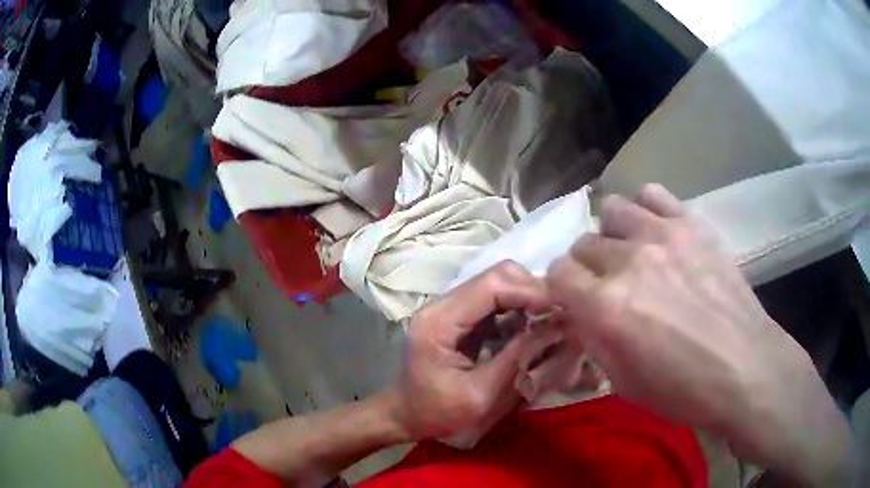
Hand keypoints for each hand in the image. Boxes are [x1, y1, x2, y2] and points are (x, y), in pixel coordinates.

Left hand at [394, 261, 548, 440]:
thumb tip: (554, 328)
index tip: (562, 309)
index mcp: (439, 321)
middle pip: (496, 277)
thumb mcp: (480, 395)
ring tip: (551, 322)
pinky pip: (495, 302)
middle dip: (532, 292)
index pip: (492, 286)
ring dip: (528, 300)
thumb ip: (516, 360)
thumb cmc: (437, 412)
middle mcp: (443, 305)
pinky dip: (518, 311)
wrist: (406, 415)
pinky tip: (532, 329)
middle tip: (559, 316)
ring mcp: (450, 308)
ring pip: (498, 285)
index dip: (531, 292)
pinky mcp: (459, 317)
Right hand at [546, 184, 854, 485]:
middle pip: (584, 243)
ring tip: (633, 254)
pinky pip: (652, 193)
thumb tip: (579, 311)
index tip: (577, 301)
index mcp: (606, 307)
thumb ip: (593, 340)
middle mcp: (628, 261)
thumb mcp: (622, 383)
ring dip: (614, 233)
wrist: (744, 367)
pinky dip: (646, 209)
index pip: (557, 272)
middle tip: (610, 286)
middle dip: (588, 266)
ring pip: (612, 209)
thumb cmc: (683, 389)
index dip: (563, 288)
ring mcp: (662, 234)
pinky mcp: (691, 223)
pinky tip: (657, 230)